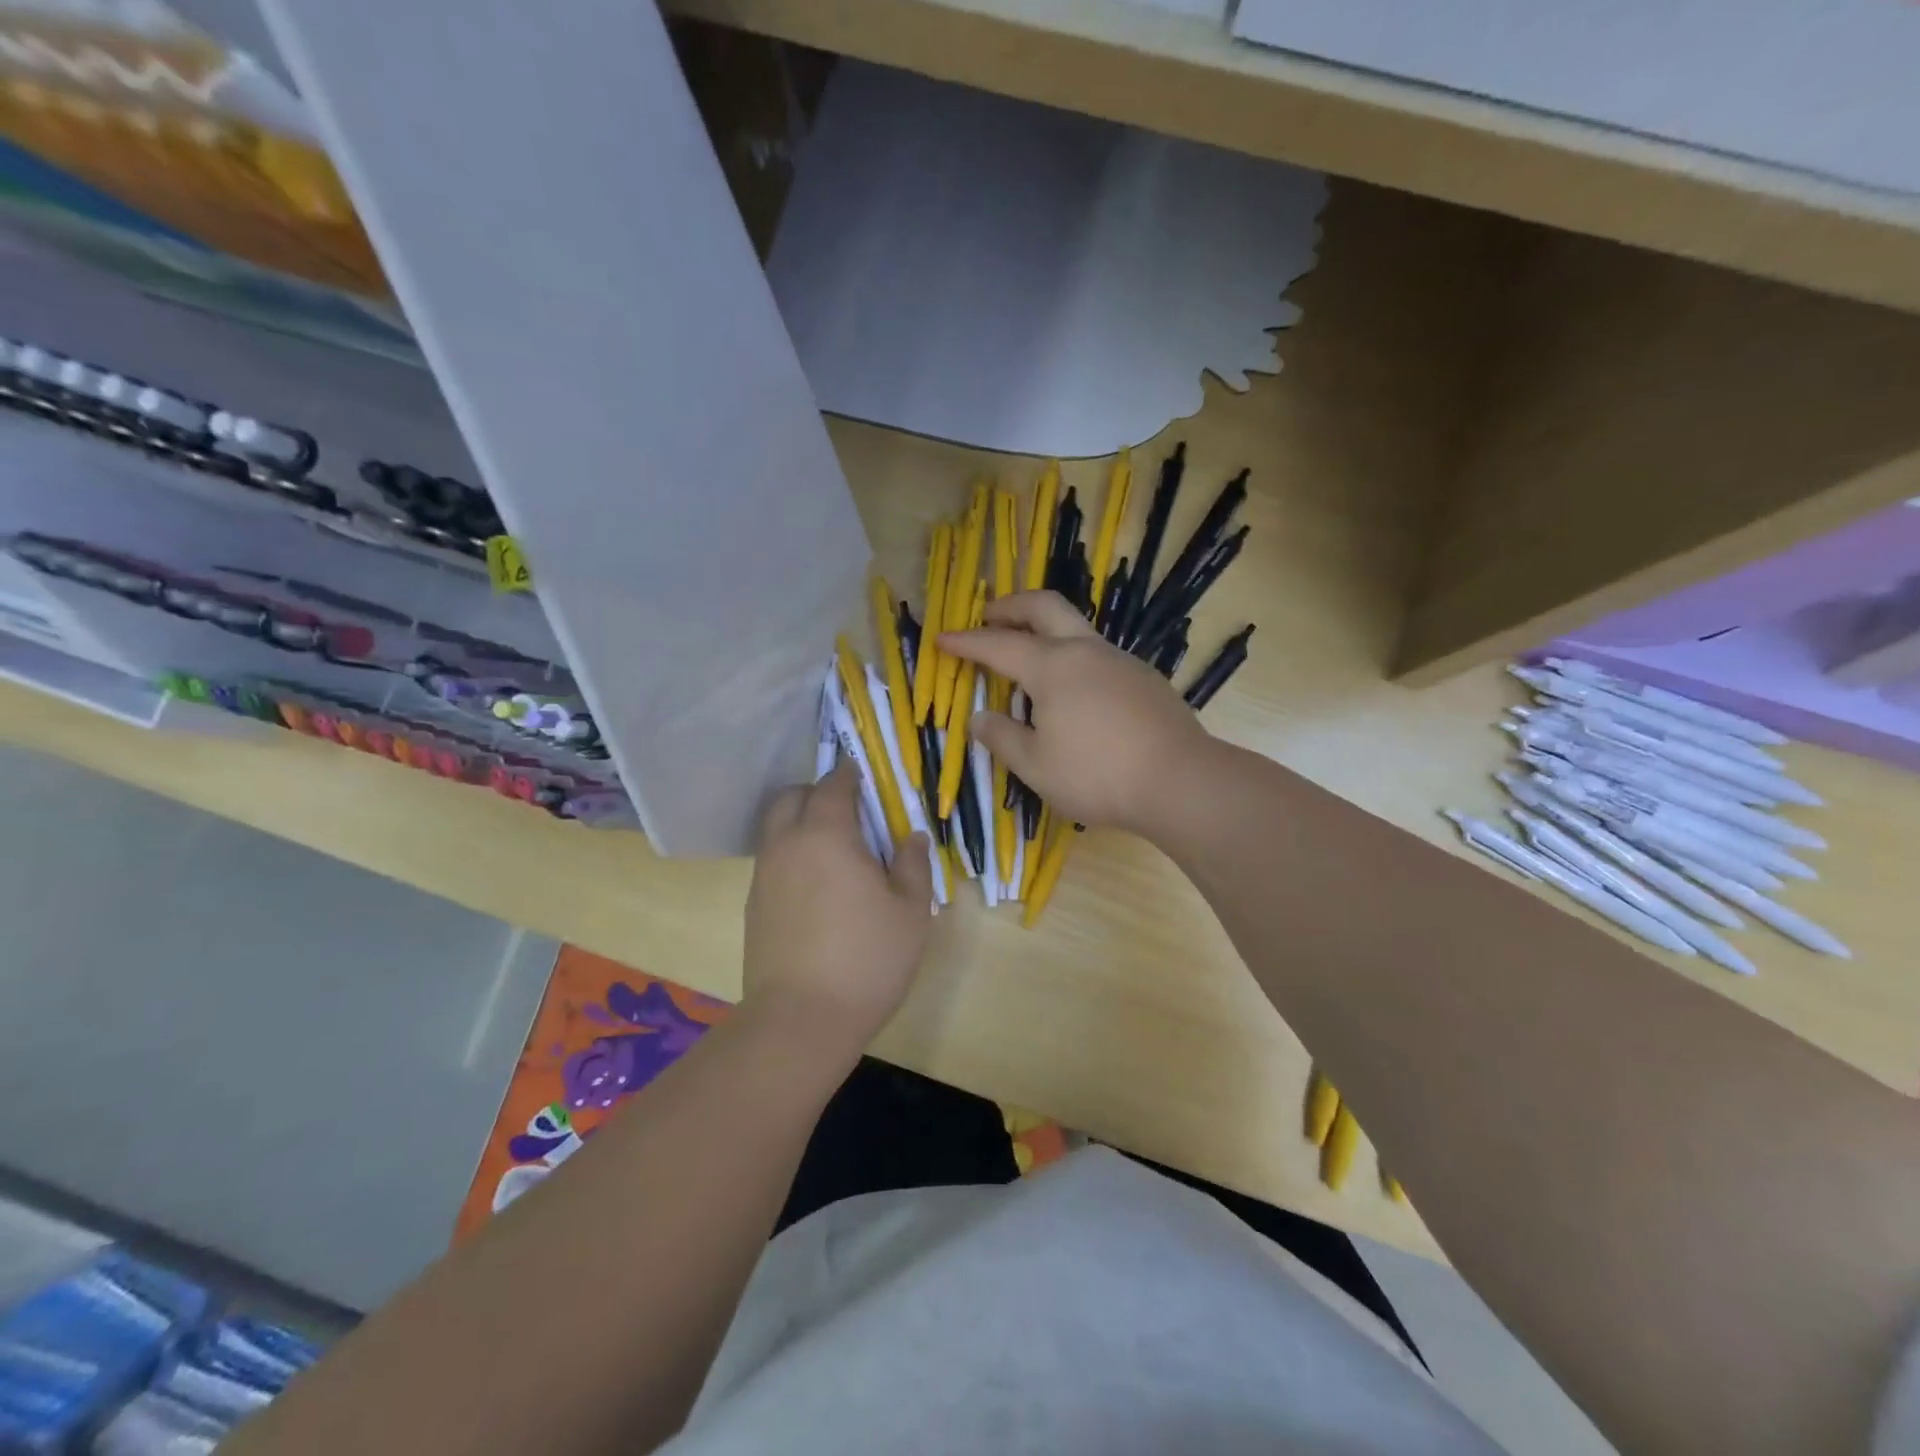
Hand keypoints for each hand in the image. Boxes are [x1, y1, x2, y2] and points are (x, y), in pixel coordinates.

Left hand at [743, 761, 932, 1050]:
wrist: (801, 1019)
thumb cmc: (866, 959)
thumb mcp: (910, 911)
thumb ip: (913, 865)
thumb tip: (910, 837)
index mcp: (827, 834)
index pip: (833, 785)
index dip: (850, 775)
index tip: (865, 778)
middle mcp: (787, 844)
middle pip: (791, 797)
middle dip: (817, 793)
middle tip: (849, 812)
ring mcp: (764, 875)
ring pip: (776, 828)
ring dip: (801, 823)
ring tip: (835, 850)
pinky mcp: (753, 904)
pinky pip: (772, 860)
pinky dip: (792, 855)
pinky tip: (817, 886)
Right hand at [942, 591, 1211, 835]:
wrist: (1180, 781)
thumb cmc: (1098, 774)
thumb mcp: (1036, 766)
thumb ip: (1003, 738)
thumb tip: (981, 718)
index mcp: (1053, 667)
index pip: (998, 645)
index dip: (966, 642)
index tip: (941, 638)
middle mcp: (1086, 651)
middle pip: (1044, 606)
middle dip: (1010, 606)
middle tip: (988, 616)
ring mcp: (1120, 661)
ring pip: (1075, 627)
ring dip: (1044, 628)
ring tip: (1027, 654)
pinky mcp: (1144, 678)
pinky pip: (1097, 654)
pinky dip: (1071, 655)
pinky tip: (1072, 690)